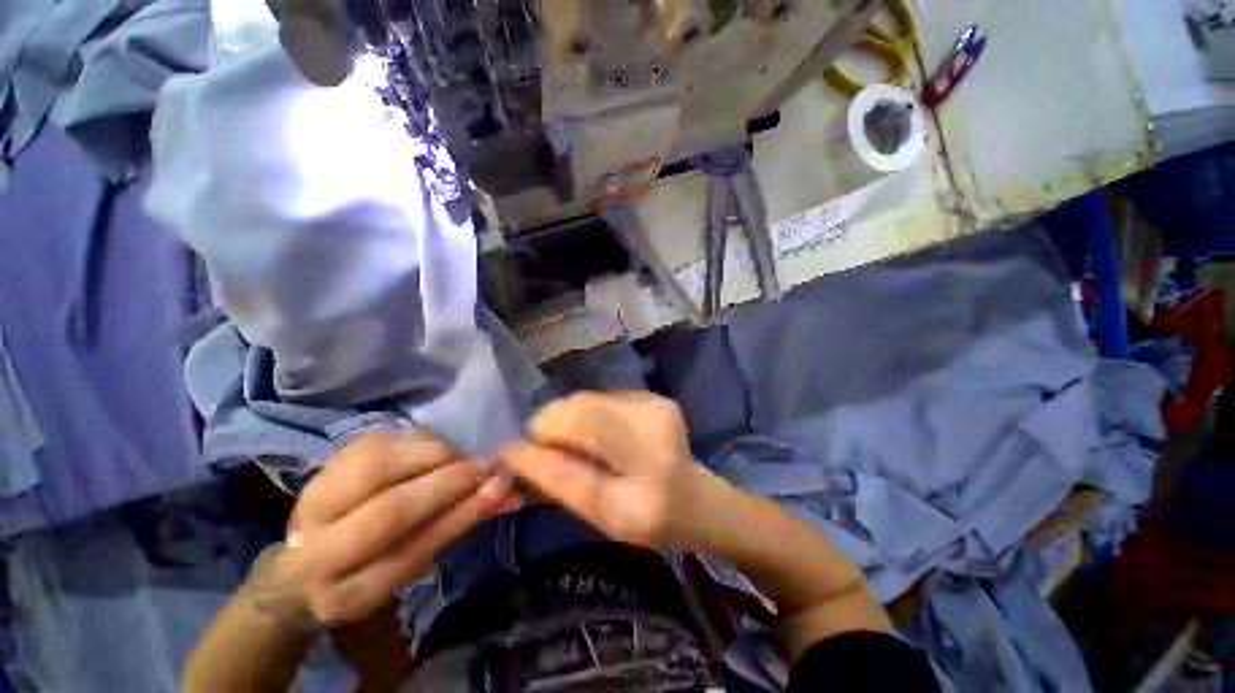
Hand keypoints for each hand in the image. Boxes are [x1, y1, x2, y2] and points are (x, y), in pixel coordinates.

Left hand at [260, 430, 516, 627]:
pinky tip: (432, 448)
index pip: (406, 553)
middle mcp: (315, 546)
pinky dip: (416, 438)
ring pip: (379, 463)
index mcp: (341, 591)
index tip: (499, 486)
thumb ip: (458, 524)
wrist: (305, 561)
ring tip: (458, 458)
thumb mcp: (412, 563)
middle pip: (389, 507)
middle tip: (484, 466)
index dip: (458, 515)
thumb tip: (507, 492)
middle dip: (448, 481)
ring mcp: (314, 497)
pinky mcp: (325, 463)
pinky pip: (379, 439)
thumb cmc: (370, 570)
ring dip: (433, 453)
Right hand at [500, 392, 718, 548]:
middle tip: (547, 454)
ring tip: (572, 448)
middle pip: (580, 404)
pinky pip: (601, 399)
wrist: (696, 499)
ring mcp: (653, 399)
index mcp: (647, 453)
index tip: (523, 454)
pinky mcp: (650, 395)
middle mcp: (651, 414)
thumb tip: (510, 452)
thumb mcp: (604, 515)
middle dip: (552, 426)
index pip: (580, 421)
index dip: (544, 433)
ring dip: (568, 421)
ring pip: (587, 399)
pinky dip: (585, 416)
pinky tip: (595, 438)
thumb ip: (558, 481)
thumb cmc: (653, 520)